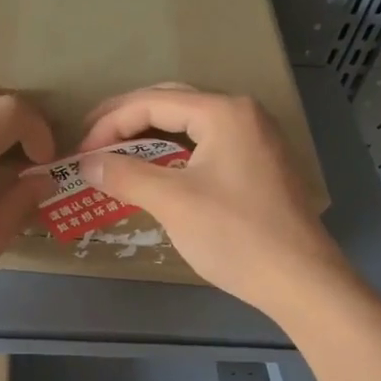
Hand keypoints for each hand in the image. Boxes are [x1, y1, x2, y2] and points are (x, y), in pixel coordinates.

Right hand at [77, 84, 350, 314]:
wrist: (300, 279)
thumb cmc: (235, 235)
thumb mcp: (173, 202)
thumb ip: (126, 175)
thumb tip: (87, 163)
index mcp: (224, 112)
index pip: (152, 102)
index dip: (109, 123)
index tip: (80, 153)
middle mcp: (244, 114)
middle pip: (172, 104)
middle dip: (127, 120)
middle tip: (91, 141)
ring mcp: (257, 140)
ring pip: (191, 126)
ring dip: (150, 137)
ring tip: (117, 154)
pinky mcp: (260, 166)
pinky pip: (207, 146)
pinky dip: (175, 154)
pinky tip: (158, 172)